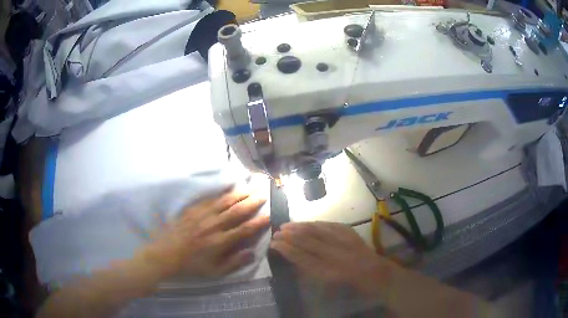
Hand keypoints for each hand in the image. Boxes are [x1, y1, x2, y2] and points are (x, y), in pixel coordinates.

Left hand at [142, 189, 268, 277]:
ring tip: (249, 188)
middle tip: (263, 195)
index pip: (244, 229)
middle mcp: (213, 226)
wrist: (165, 255)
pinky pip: (209, 200)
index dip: (259, 222)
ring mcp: (202, 216)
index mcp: (220, 242)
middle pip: (236, 211)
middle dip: (252, 203)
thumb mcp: (214, 272)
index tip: (270, 215)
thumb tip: (251, 253)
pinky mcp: (192, 210)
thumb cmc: (191, 265)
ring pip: (224, 202)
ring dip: (239, 195)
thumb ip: (234, 263)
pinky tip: (226, 189)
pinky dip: (220, 194)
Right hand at [270, 222, 391, 297]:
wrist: (377, 274)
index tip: (274, 244)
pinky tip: (306, 223)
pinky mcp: (350, 233)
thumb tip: (295, 259)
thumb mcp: (329, 286)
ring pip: (317, 230)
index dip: (286, 250)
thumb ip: (311, 272)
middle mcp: (335, 255)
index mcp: (329, 272)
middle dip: (289, 236)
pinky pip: (330, 225)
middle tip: (276, 233)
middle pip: (307, 241)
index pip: (301, 257)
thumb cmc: (352, 286)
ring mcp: (344, 242)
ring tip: (286, 225)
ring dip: (299, 226)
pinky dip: (315, 224)